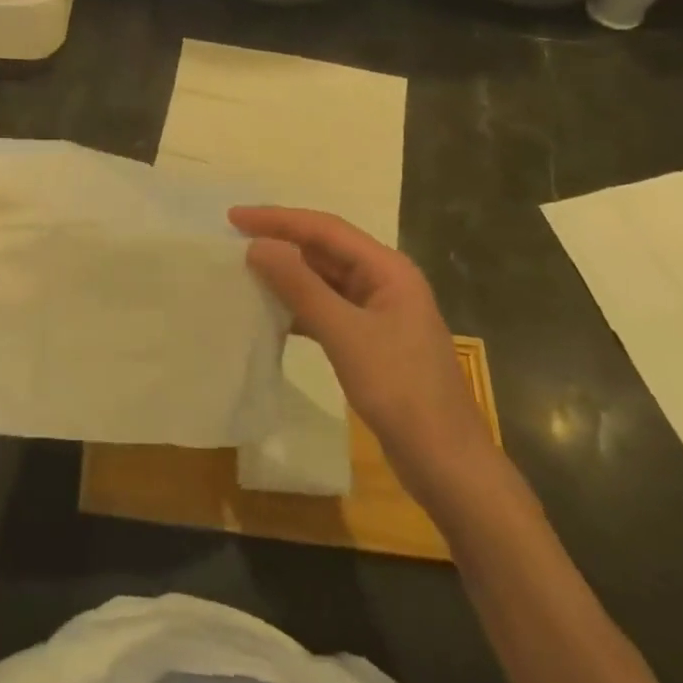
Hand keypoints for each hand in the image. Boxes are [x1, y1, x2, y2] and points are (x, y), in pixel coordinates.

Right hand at [232, 206, 497, 507]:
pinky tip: (270, 313)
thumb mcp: (346, 334)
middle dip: (280, 241)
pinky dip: (298, 307)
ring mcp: (379, 313)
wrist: (448, 465)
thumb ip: (301, 287)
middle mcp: (384, 281)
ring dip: (287, 274)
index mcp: (387, 269)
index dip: (277, 219)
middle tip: (233, 238)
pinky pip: (327, 309)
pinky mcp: (371, 341)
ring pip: (324, 280)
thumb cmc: (401, 391)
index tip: (234, 217)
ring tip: (244, 270)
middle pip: (324, 249)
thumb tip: (258, 246)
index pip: (324, 229)